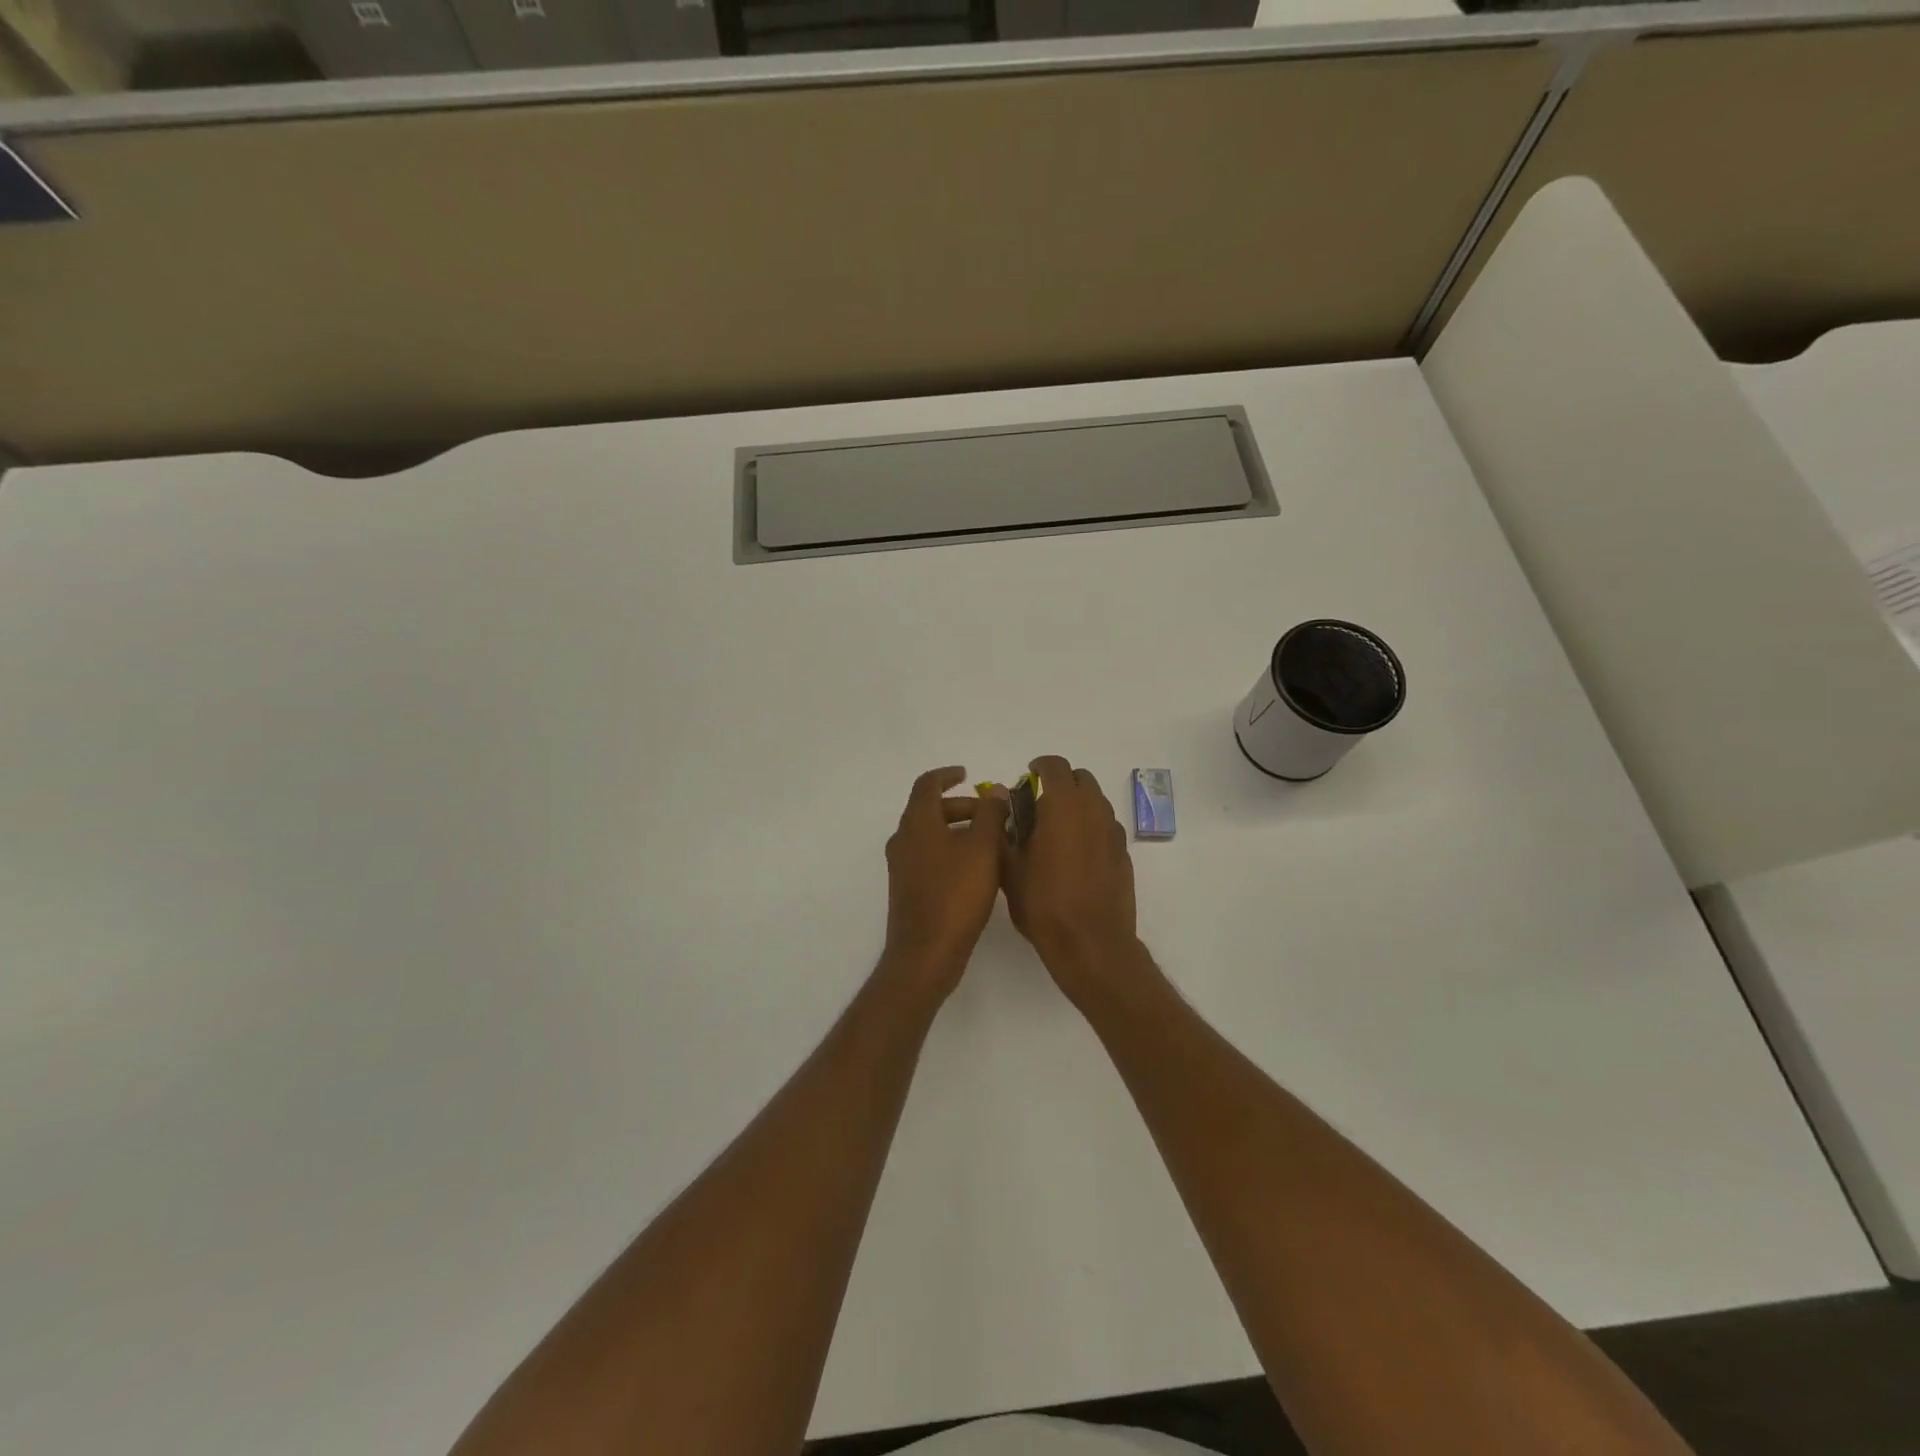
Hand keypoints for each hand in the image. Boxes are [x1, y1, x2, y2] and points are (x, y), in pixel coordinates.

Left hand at [881, 767, 1010, 1000]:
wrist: (926, 953)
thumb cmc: (956, 895)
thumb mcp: (982, 849)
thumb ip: (990, 814)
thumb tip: (993, 790)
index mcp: (917, 823)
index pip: (927, 784)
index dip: (947, 775)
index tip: (967, 774)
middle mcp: (904, 839)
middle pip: (931, 810)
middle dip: (963, 807)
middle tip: (994, 815)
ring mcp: (903, 866)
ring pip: (932, 835)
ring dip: (960, 830)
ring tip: (993, 842)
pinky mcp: (908, 888)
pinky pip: (931, 856)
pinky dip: (952, 851)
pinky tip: (978, 870)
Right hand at [1001, 755, 1142, 1008]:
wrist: (1090, 943)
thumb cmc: (1043, 903)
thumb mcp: (1009, 867)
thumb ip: (1005, 829)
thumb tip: (1003, 804)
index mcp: (1064, 806)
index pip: (1056, 766)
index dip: (1040, 766)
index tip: (1028, 776)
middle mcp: (1094, 811)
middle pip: (1081, 779)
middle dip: (1061, 783)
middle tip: (1039, 803)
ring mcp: (1113, 832)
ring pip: (1096, 802)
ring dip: (1077, 804)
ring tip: (1056, 830)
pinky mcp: (1124, 854)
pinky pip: (1105, 827)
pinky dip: (1091, 827)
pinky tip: (1076, 854)